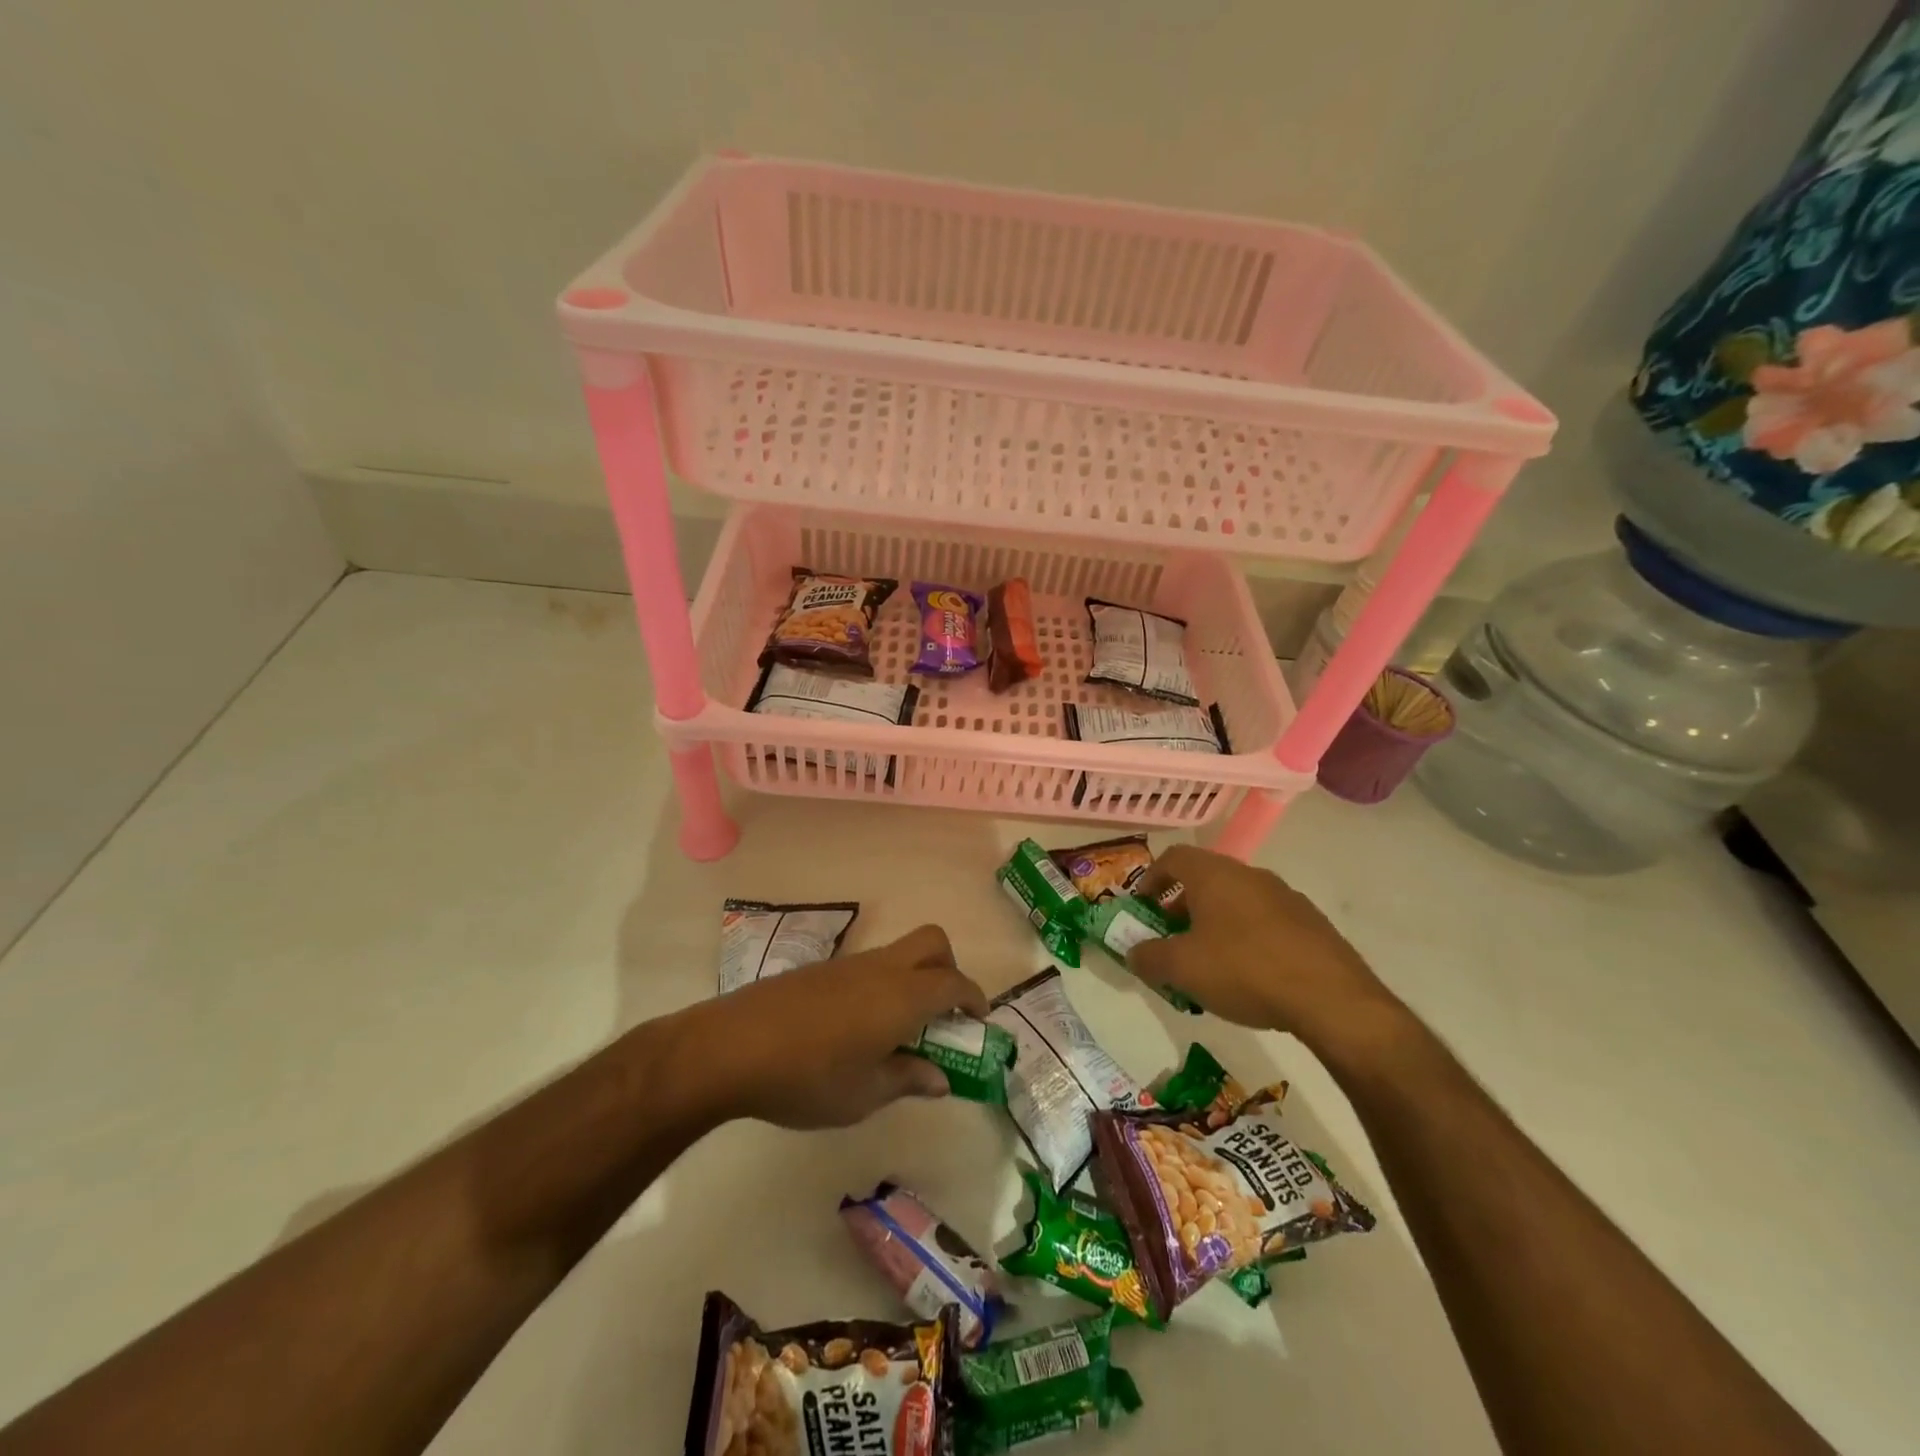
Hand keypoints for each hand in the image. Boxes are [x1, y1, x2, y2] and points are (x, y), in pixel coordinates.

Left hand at [694, 925, 989, 1129]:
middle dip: (949, 969)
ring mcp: (849, 964)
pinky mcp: (821, 969)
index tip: (978, 1020)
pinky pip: (869, 966)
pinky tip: (855, 1028)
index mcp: (902, 996)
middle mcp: (882, 969)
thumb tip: (940, 1078)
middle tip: (943, 1012)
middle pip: (932, 942)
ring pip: (899, 953)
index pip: (954, 983)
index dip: (974, 998)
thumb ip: (908, 1080)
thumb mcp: (864, 1094)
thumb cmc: (807, 1077)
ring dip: (913, 978)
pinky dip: (882, 985)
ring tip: (897, 1031)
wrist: (732, 1047)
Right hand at [1128, 845, 1396, 1046]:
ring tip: (1208, 962)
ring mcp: (1285, 897)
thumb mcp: (1182, 969)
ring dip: (1214, 923)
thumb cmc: (1244, 970)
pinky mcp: (1311, 924)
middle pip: (1205, 880)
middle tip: (1170, 938)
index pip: (1173, 858)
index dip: (1151, 879)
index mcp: (1214, 875)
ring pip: (1236, 901)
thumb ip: (1149, 958)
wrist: (1332, 999)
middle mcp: (1250, 875)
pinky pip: (1265, 922)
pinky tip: (1248, 975)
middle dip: (1181, 906)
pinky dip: (1246, 938)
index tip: (1142, 907)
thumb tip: (1133, 953)